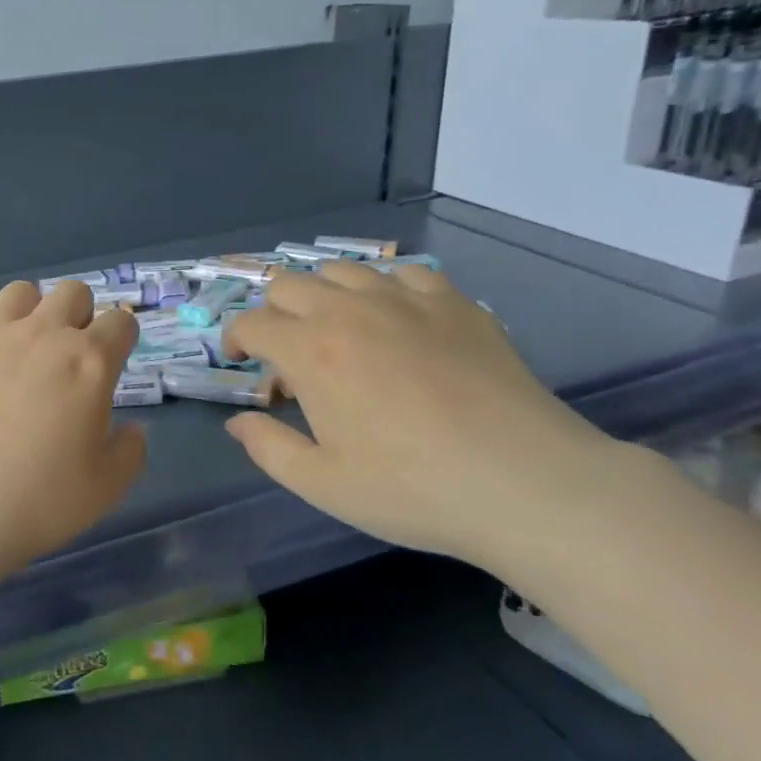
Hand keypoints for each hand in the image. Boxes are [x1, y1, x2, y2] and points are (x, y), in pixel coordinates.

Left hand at [0, 281, 146, 587]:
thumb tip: (133, 428)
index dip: (120, 339)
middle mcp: (41, 333)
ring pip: (19, 292)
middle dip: (77, 315)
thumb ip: (130, 451)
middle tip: (64, 357)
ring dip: (27, 314)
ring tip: (15, 351)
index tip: (110, 362)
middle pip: (72, 292)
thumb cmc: (34, 503)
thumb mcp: (104, 489)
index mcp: (88, 362)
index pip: (120, 322)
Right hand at [223, 261, 625, 571]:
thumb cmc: (413, 489)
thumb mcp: (323, 484)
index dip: (235, 339)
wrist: (525, 481)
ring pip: (341, 270)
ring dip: (322, 295)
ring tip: (335, 330)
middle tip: (286, 351)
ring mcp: (405, 299)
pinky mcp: (453, 302)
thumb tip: (238, 422)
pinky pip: (402, 273)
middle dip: (272, 312)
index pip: (252, 323)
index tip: (241, 362)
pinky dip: (382, 288)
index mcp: (311, 351)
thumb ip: (268, 448)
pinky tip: (394, 318)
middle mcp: (350, 310)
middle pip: (289, 285)